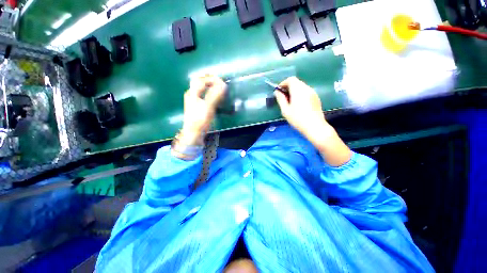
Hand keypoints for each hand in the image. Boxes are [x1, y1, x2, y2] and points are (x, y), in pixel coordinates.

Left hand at [180, 75, 226, 145]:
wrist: (193, 133)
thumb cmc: (200, 120)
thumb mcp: (208, 107)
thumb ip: (215, 95)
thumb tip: (223, 84)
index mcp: (192, 93)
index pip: (201, 80)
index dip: (212, 79)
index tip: (222, 82)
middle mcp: (192, 95)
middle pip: (200, 82)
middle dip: (210, 80)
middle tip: (220, 81)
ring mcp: (194, 101)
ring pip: (202, 89)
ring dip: (210, 86)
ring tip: (219, 87)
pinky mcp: (197, 107)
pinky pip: (204, 95)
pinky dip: (210, 93)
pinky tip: (215, 97)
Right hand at [274, 77, 329, 140]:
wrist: (315, 127)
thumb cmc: (298, 119)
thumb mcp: (285, 110)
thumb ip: (280, 99)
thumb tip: (277, 92)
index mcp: (298, 90)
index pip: (291, 79)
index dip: (283, 83)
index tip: (279, 91)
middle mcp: (307, 88)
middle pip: (296, 82)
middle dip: (288, 87)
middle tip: (283, 97)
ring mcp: (313, 93)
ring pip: (302, 87)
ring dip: (294, 91)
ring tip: (290, 101)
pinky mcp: (316, 98)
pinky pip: (306, 91)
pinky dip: (300, 94)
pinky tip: (299, 104)